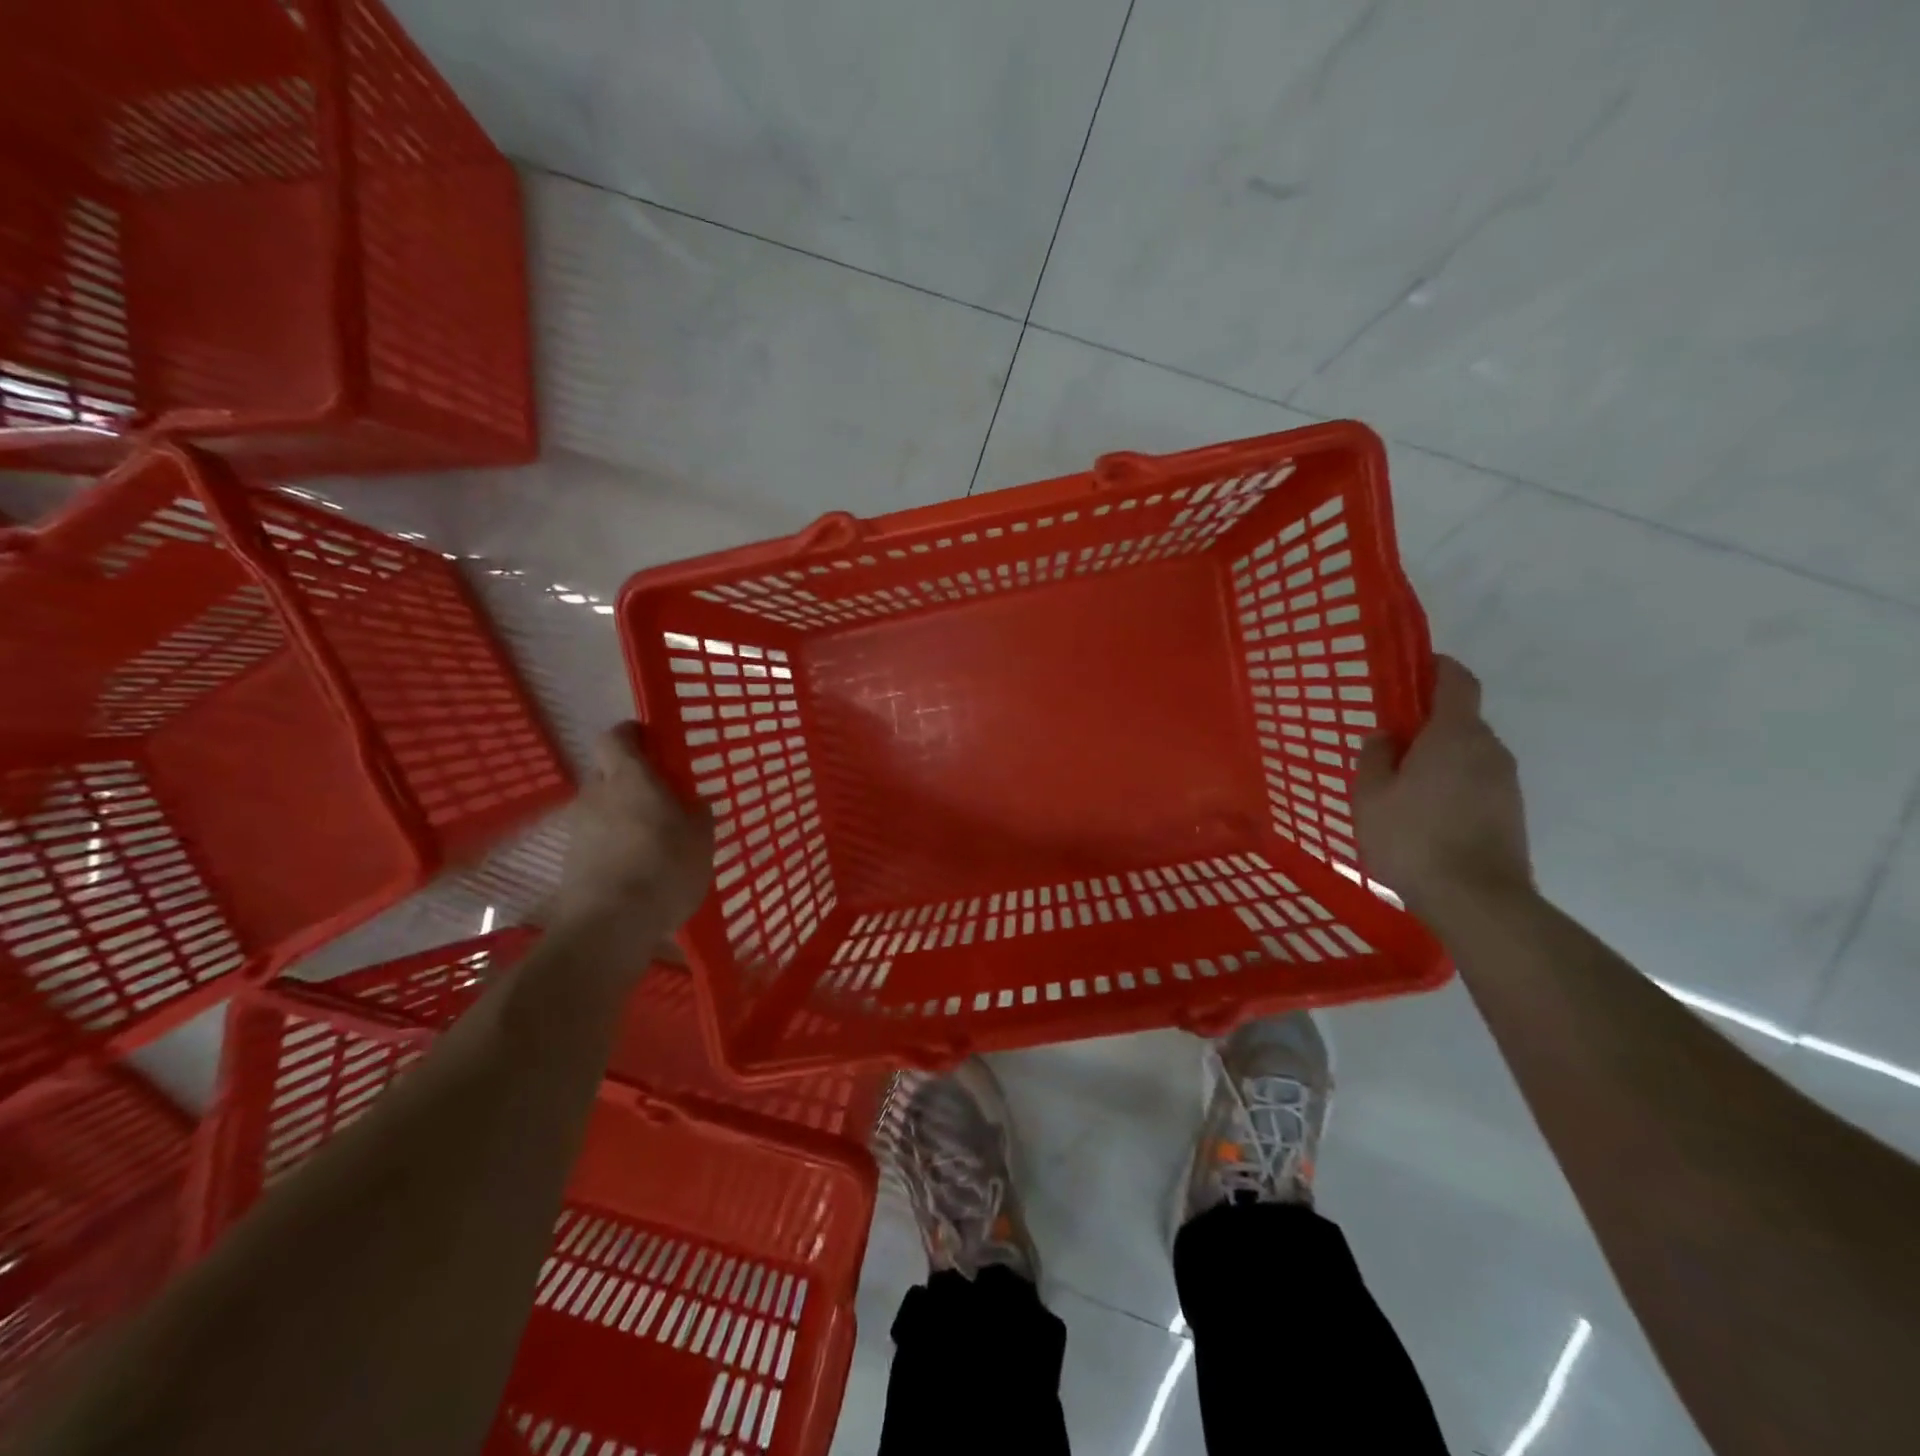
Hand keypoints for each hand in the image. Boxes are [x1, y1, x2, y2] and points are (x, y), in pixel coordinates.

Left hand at [554, 724, 713, 935]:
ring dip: (622, 815)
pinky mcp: (571, 860)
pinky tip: (636, 869)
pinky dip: (613, 845)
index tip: (653, 744)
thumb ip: (698, 816)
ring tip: (652, 841)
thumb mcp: (701, 840)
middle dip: (630, 780)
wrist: (609, 925)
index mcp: (630, 777)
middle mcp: (597, 794)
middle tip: (661, 799)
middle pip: (608, 772)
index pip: (616, 736)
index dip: (632, 735)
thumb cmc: (664, 868)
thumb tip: (695, 805)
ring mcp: (579, 828)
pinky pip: (596, 838)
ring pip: (601, 807)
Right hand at [1352, 656, 1532, 915]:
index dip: (1435, 667)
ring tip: (1400, 784)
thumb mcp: (1370, 796)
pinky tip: (1423, 812)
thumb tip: (1385, 737)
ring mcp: (1506, 782)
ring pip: (1467, 753)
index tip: (1410, 669)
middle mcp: (1489, 749)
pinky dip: (1450, 783)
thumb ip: (1374, 757)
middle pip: (1460, 719)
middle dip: (1426, 722)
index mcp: (1455, 734)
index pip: (1456, 680)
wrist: (1477, 901)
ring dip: (1437, 757)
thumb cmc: (1413, 838)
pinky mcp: (1511, 812)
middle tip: (1388, 741)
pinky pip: (1475, 781)